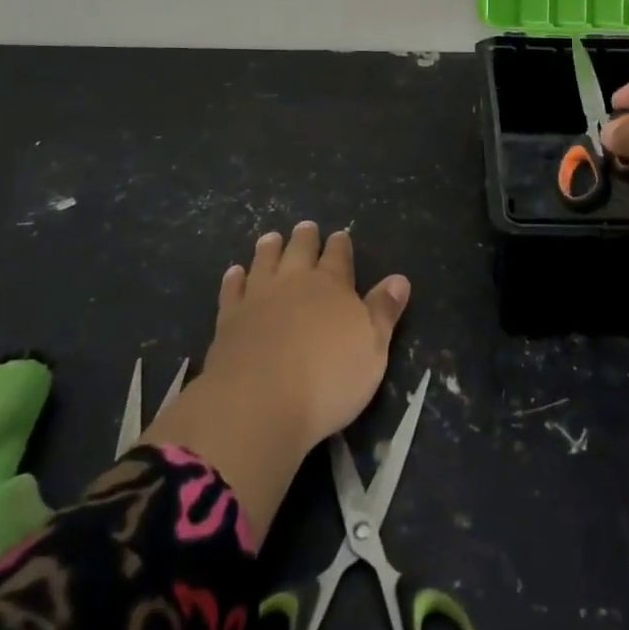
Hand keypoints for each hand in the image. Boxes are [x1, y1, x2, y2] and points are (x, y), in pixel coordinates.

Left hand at [141, 222, 409, 536]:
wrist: (258, 402)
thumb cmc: (328, 379)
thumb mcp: (372, 348)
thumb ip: (384, 311)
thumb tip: (399, 279)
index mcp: (332, 285)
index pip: (339, 257)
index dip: (340, 245)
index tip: (340, 235)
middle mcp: (294, 282)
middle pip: (300, 251)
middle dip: (305, 238)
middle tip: (305, 227)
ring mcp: (258, 298)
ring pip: (265, 262)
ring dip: (269, 248)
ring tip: (271, 237)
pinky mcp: (229, 319)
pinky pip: (232, 290)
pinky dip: (234, 279)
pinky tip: (235, 273)